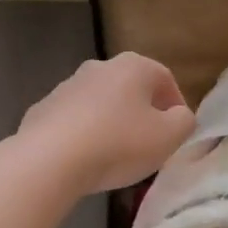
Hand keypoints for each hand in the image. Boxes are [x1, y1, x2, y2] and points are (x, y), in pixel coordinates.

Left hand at [16, 53, 196, 197]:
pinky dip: (83, 135)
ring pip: (101, 104)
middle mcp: (99, 67)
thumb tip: (180, 116)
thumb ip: (184, 122)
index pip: (166, 80)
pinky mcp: (42, 109)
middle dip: (142, 114)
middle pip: (131, 89)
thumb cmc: (119, 143)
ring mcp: (67, 86)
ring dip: (111, 123)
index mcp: (134, 66)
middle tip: (149, 145)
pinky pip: (74, 121)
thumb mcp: (169, 137)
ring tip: (115, 157)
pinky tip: (84, 160)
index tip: (177, 133)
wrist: (50, 159)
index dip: (177, 107)